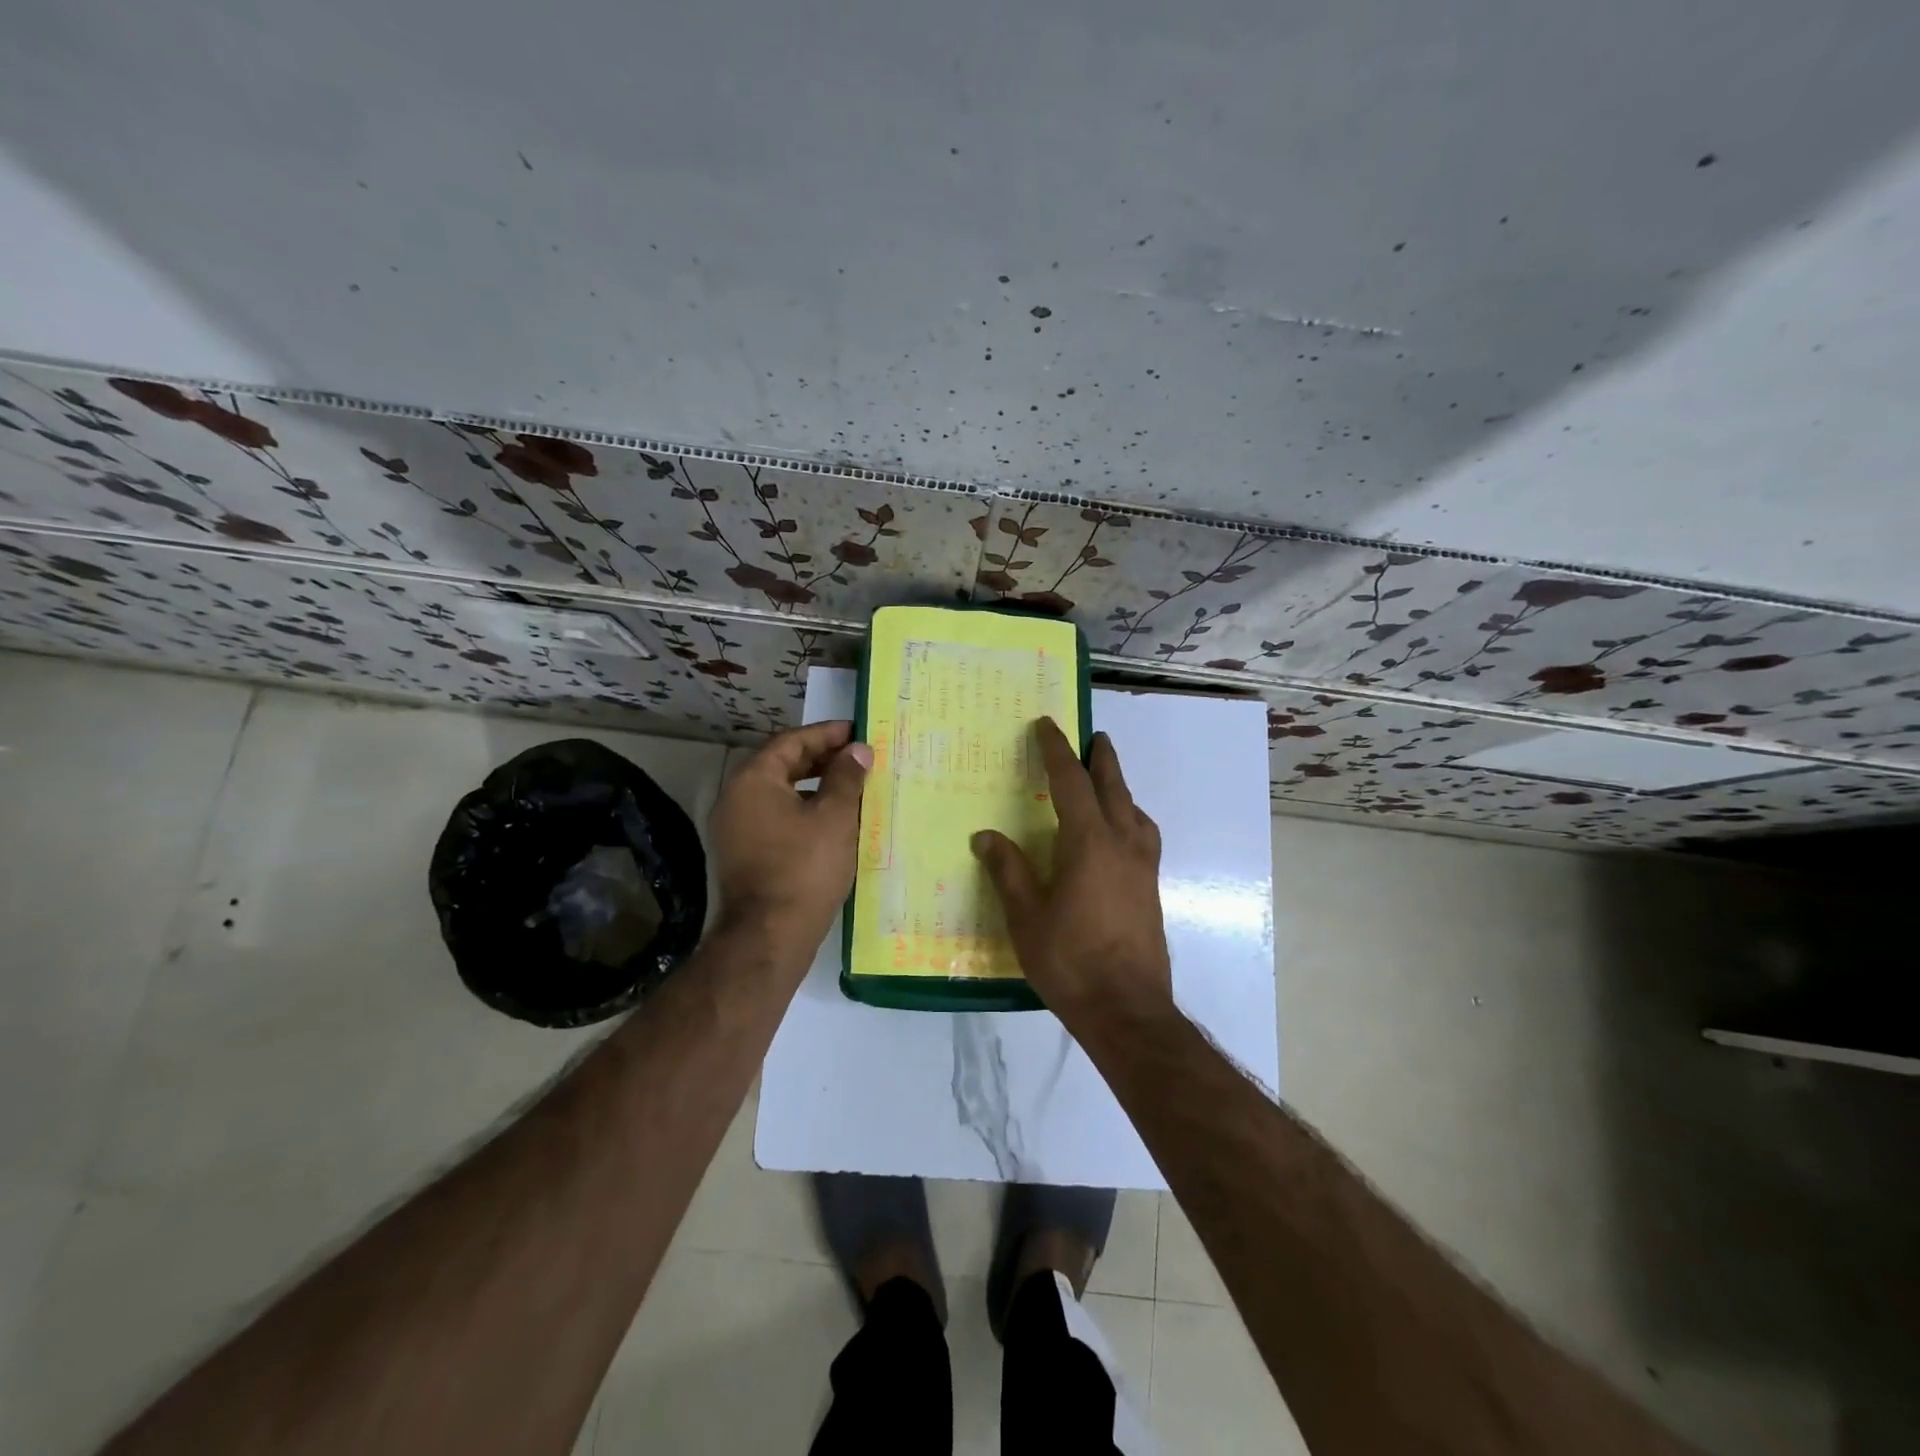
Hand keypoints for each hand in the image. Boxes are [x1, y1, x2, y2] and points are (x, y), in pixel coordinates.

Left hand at [710, 720, 870, 953]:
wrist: (771, 935)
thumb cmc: (805, 867)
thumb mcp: (835, 817)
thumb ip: (846, 777)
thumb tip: (857, 750)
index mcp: (753, 780)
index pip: (791, 741)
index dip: (826, 734)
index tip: (857, 732)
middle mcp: (736, 798)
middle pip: (782, 765)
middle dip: (822, 759)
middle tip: (858, 758)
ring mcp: (736, 828)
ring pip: (781, 793)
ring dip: (815, 786)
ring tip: (852, 787)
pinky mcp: (744, 853)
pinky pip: (777, 817)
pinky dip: (804, 810)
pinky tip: (833, 821)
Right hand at [971, 719, 1172, 1029]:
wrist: (1127, 1010)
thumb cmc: (1070, 961)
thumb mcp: (1026, 917)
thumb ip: (1008, 871)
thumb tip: (985, 836)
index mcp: (1089, 842)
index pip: (1071, 782)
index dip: (1057, 751)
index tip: (1047, 726)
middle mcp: (1123, 843)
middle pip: (1113, 787)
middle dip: (1101, 758)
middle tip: (1094, 737)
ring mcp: (1143, 867)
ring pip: (1135, 810)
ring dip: (1120, 787)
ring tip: (1107, 782)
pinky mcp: (1151, 888)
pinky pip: (1144, 835)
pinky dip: (1131, 817)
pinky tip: (1121, 834)